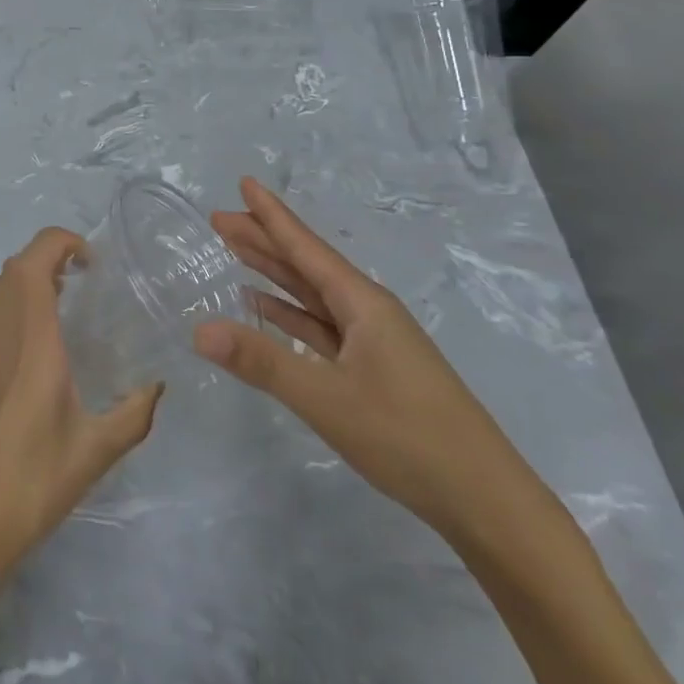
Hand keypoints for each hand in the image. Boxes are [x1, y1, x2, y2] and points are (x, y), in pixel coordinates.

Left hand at [0, 227, 164, 583]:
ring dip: (27, 281)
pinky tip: (28, 343)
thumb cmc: (32, 479)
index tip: (92, 264)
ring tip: (59, 307)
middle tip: (83, 285)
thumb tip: (159, 386)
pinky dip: (7, 304)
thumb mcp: (96, 449)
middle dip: (50, 260)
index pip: (37, 255)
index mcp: (31, 333)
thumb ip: (134, 412)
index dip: (64, 242)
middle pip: (17, 264)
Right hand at [195, 177, 545, 544]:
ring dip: (274, 273)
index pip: (306, 247)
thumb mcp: (327, 398)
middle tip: (220, 218)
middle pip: (306, 265)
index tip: (244, 182)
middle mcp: (368, 311)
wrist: (486, 502)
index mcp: (363, 304)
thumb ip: (262, 361)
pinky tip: (265, 310)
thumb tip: (198, 330)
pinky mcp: (373, 369)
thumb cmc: (407, 438)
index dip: (272, 215)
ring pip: (313, 294)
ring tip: (236, 251)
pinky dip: (290, 313)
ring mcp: (373, 341)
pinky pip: (321, 326)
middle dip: (264, 239)